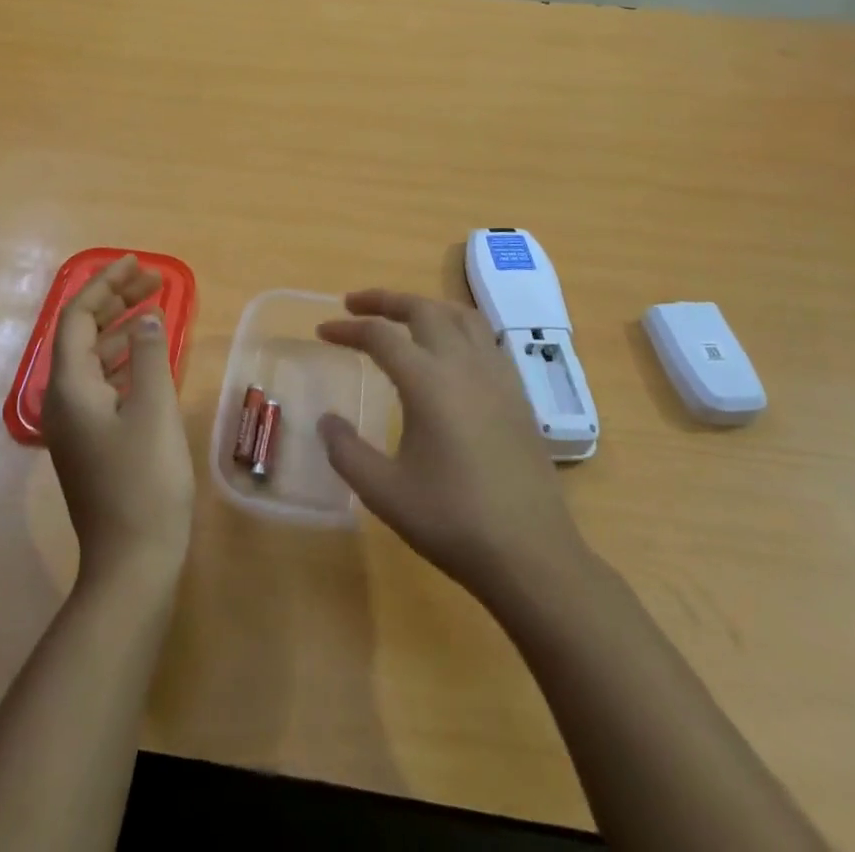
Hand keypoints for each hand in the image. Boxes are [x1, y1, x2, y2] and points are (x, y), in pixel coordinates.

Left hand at [44, 256, 194, 589]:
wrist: (132, 563)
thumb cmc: (144, 481)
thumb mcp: (153, 409)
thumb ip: (150, 355)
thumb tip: (147, 318)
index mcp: (69, 387)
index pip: (77, 317)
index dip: (105, 285)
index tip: (137, 264)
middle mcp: (63, 400)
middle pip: (83, 334)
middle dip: (115, 301)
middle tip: (154, 281)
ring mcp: (75, 424)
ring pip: (94, 359)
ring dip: (122, 329)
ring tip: (156, 309)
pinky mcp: (91, 442)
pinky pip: (103, 384)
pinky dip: (125, 361)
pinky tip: (150, 358)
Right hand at [317, 289, 584, 601]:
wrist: (532, 554)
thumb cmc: (453, 521)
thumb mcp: (384, 492)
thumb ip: (347, 452)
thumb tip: (326, 421)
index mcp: (428, 382)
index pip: (381, 336)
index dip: (347, 329)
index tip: (323, 331)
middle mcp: (464, 365)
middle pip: (423, 309)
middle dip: (385, 300)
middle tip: (355, 304)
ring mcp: (497, 376)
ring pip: (460, 315)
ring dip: (425, 306)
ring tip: (402, 317)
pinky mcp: (517, 394)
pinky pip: (484, 338)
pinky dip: (457, 326)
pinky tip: (449, 351)